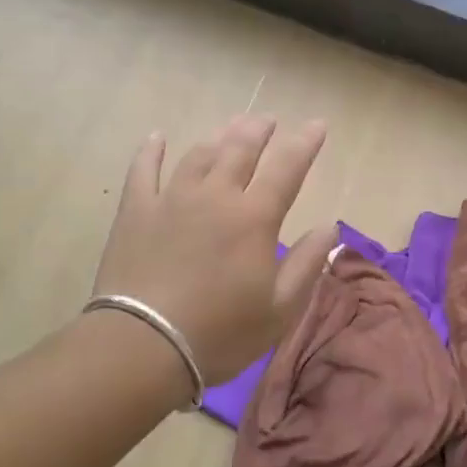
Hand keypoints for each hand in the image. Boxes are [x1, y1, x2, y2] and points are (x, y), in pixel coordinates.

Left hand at [92, 116, 333, 386]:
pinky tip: (156, 137)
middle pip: (240, 149)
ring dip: (218, 137)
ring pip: (199, 154)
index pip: (287, 168)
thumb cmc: (219, 334)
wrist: (142, 347)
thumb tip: (329, 225)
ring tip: (229, 128)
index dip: (305, 143)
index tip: (317, 124)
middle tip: (267, 120)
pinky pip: (143, 170)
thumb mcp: (279, 310)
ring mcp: (172, 199)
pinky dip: (150, 151)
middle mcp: (216, 195)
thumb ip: (307, 263)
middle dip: (259, 130)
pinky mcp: (136, 211)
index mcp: (254, 217)